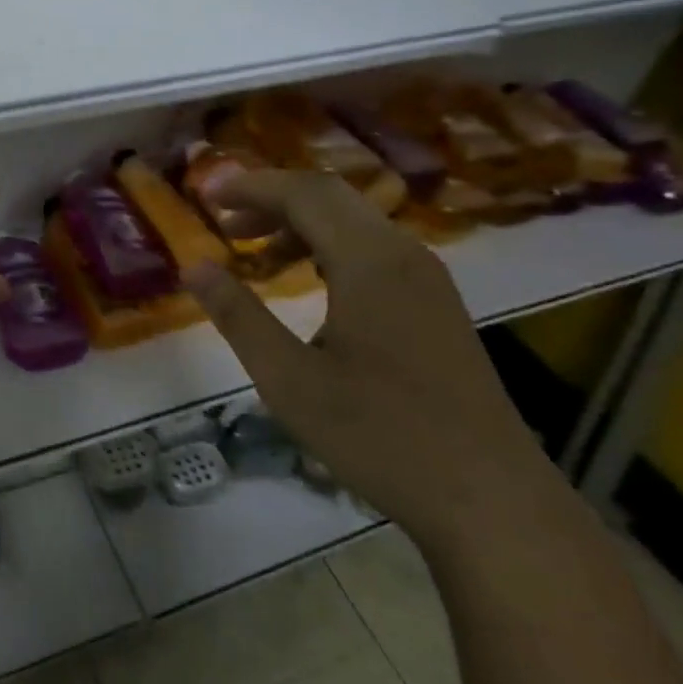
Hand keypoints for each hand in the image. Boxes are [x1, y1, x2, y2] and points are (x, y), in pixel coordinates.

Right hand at [183, 169, 559, 550]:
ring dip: (300, 224)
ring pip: (354, 223)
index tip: (206, 192)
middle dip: (272, 199)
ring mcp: (428, 278)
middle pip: (331, 197)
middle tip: (223, 220)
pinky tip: (308, 283)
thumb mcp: (289, 379)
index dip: (251, 186)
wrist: (489, 498)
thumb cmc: (379, 435)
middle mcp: (404, 254)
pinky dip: (329, 248)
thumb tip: (193, 266)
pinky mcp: (436, 304)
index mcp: (370, 262)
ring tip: (254, 254)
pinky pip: (374, 250)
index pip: (304, 193)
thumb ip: (238, 315)